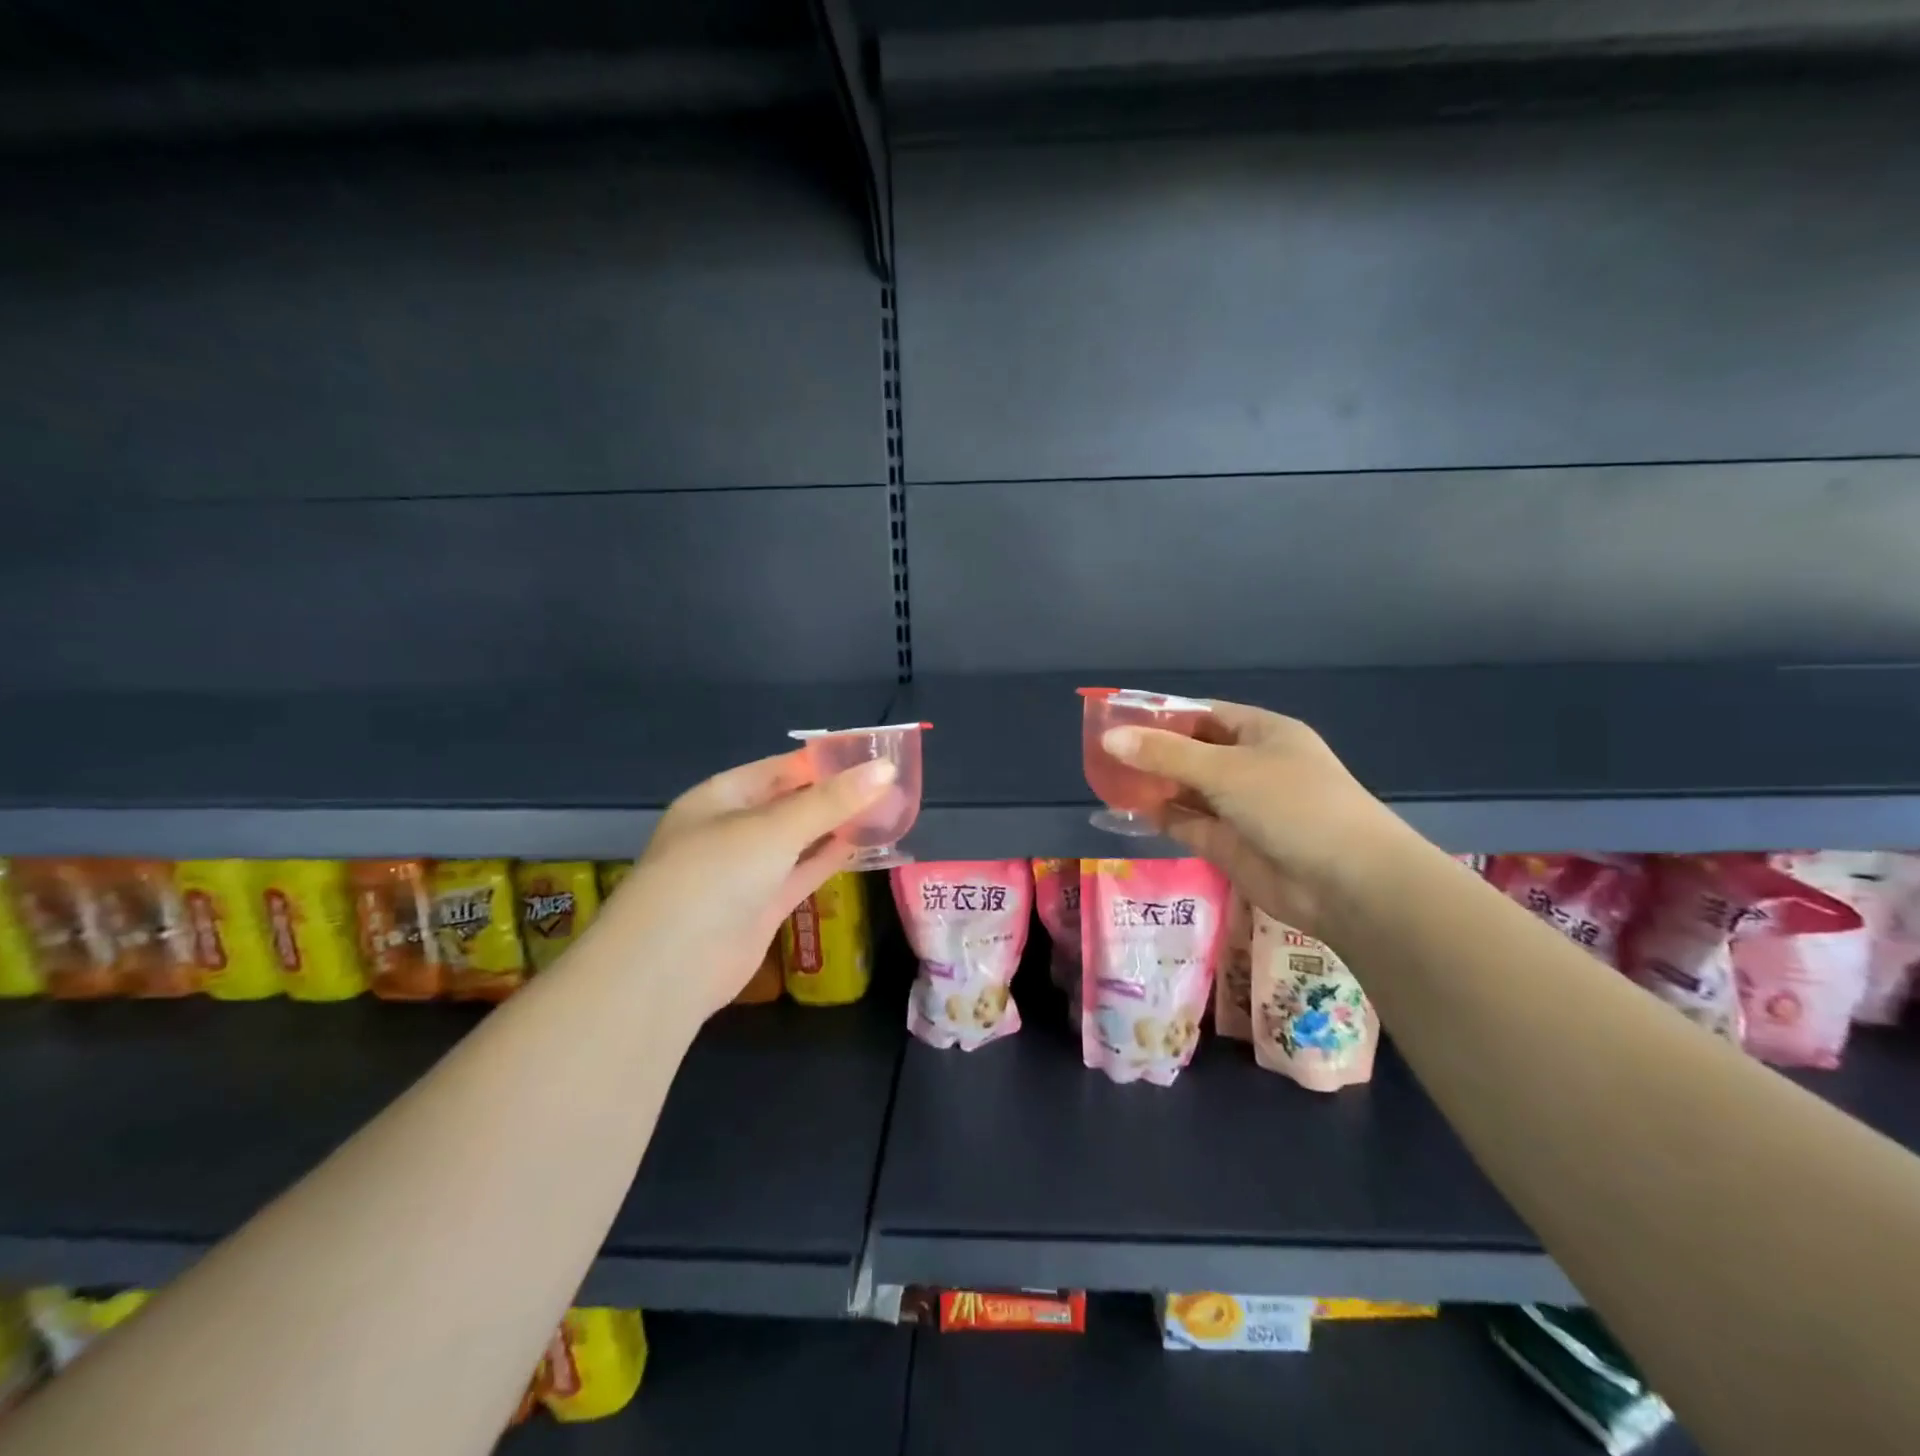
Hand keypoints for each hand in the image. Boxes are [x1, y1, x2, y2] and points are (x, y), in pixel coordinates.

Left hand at [592, 751, 895, 1022]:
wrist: (670, 967)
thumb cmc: (715, 875)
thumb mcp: (774, 829)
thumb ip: (831, 801)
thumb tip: (886, 768)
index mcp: (719, 798)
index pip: (778, 769)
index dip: (823, 761)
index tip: (870, 754)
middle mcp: (731, 830)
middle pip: (791, 803)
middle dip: (835, 794)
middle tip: (889, 781)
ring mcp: (747, 871)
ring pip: (800, 840)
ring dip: (838, 826)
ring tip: (888, 808)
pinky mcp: (763, 907)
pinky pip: (803, 873)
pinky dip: (831, 859)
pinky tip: (866, 844)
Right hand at [1103, 700, 1412, 934]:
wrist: (1348, 884)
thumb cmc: (1293, 805)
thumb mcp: (1227, 770)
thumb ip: (1166, 755)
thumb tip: (1109, 739)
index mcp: (1261, 733)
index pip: (1203, 714)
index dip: (1161, 714)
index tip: (1117, 717)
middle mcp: (1250, 765)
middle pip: (1190, 752)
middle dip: (1150, 751)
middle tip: (1100, 751)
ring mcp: (1239, 807)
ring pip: (1185, 789)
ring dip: (1151, 785)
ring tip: (1104, 778)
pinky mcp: (1229, 844)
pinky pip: (1186, 823)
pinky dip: (1158, 816)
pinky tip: (1124, 809)